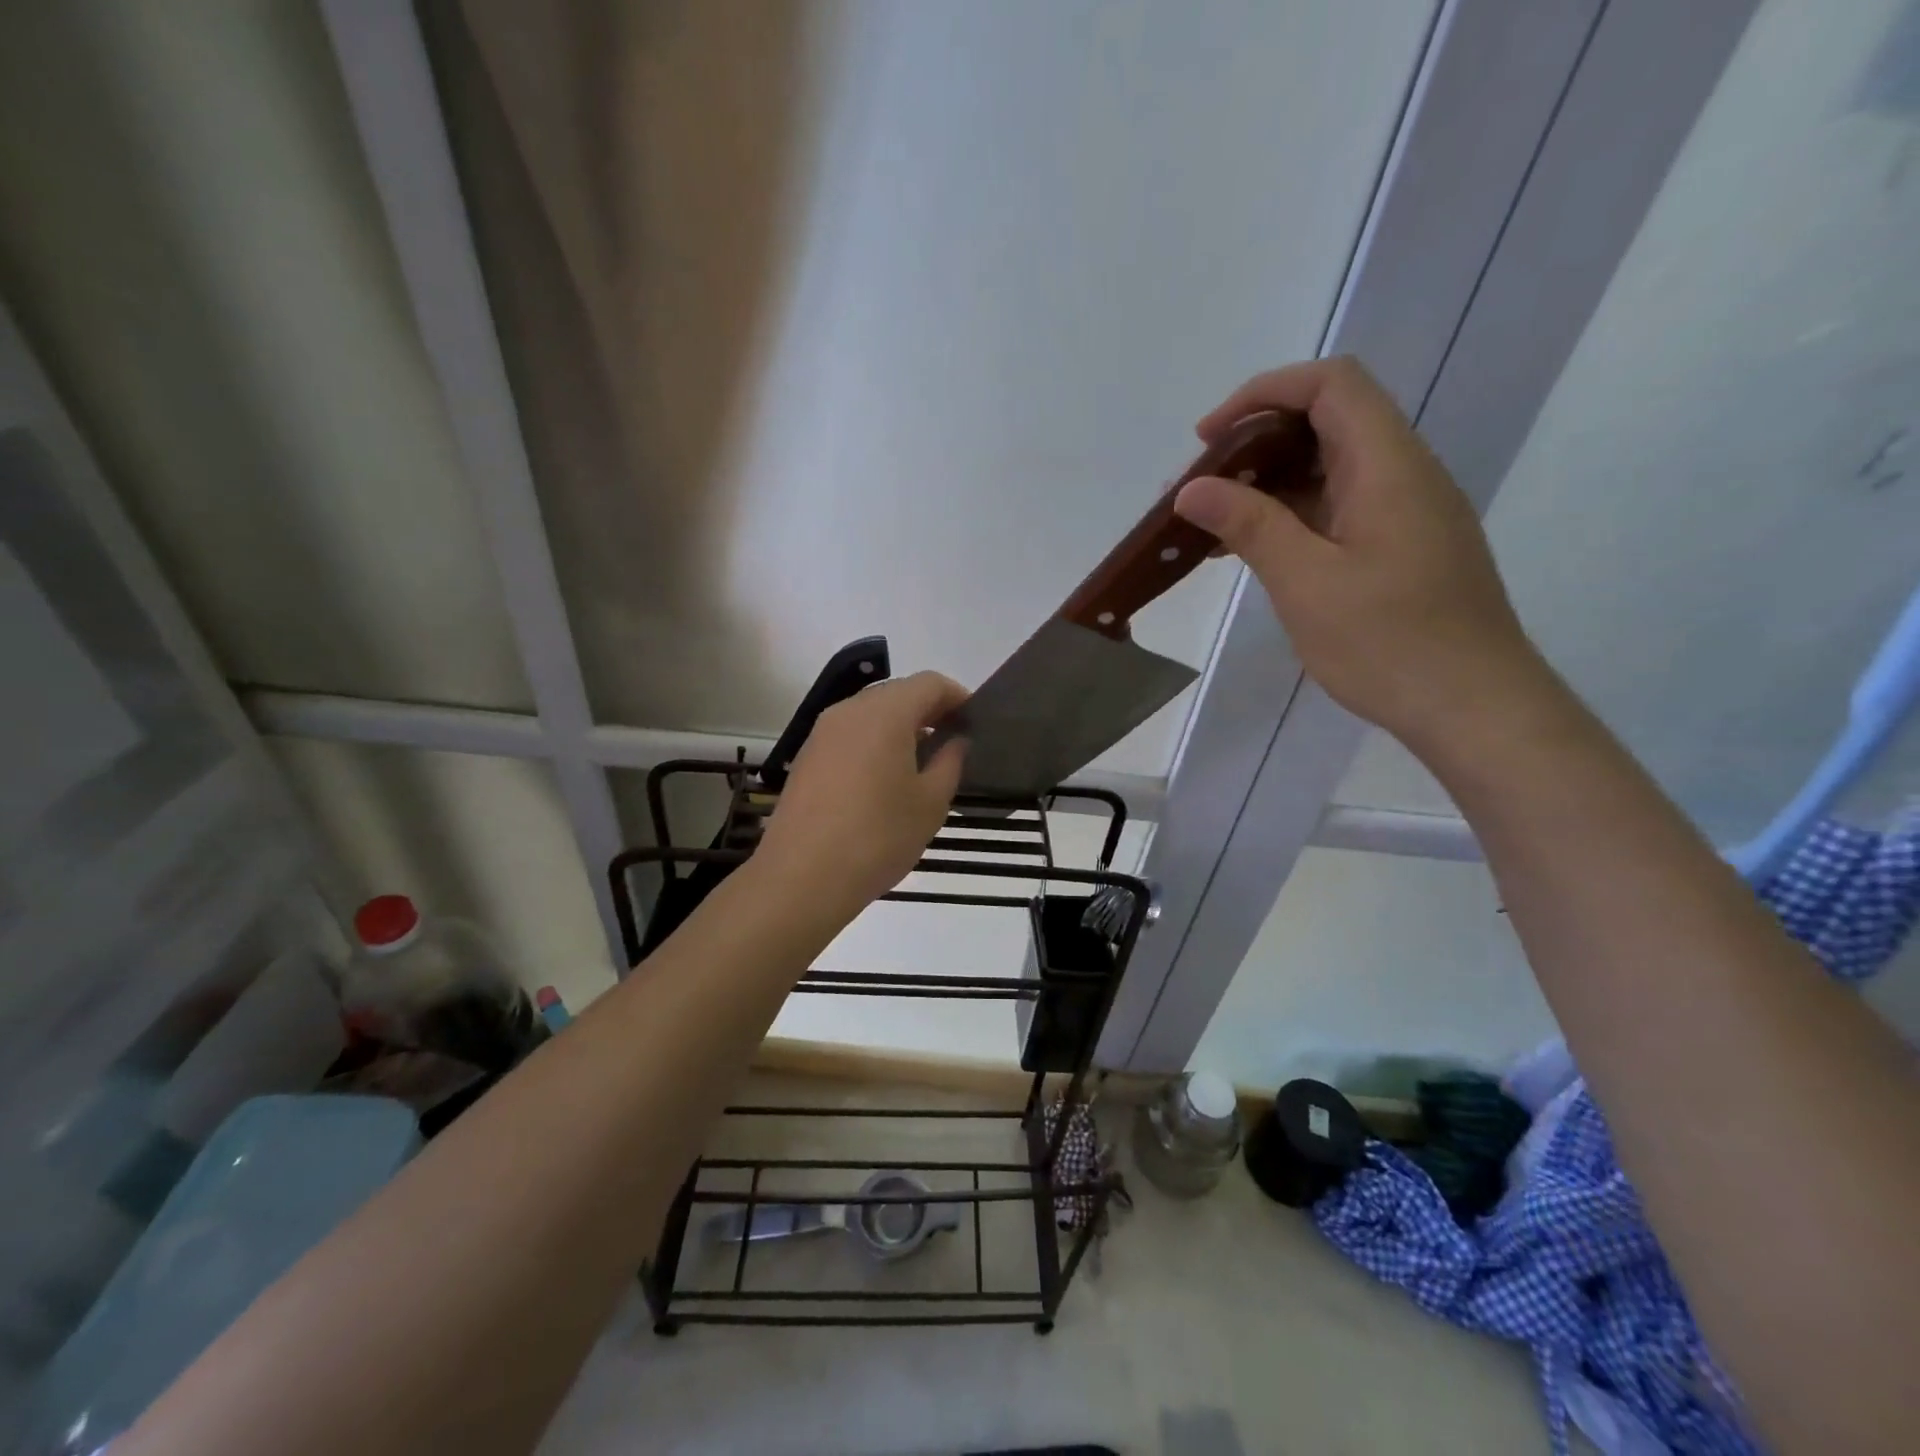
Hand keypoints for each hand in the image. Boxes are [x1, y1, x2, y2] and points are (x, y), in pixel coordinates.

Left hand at [756, 671, 968, 926]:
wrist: (801, 878)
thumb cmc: (877, 837)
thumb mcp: (930, 803)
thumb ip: (950, 761)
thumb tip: (956, 740)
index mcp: (885, 713)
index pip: (930, 683)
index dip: (957, 697)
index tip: (975, 722)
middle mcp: (849, 711)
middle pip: (898, 693)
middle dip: (929, 711)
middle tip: (953, 743)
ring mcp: (822, 733)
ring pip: (871, 714)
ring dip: (901, 728)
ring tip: (922, 764)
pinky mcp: (807, 757)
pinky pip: (850, 735)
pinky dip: (874, 743)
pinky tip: (885, 780)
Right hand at [1173, 356, 1552, 750]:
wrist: (1473, 707)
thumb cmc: (1389, 643)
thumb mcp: (1306, 583)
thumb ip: (1250, 526)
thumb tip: (1192, 488)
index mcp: (1387, 466)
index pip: (1330, 385)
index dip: (1263, 393)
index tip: (1207, 439)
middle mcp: (1403, 474)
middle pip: (1328, 422)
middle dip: (1256, 443)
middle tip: (1200, 488)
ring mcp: (1406, 513)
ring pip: (1331, 469)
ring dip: (1269, 485)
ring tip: (1213, 525)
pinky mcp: (1402, 547)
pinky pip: (1340, 509)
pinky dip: (1292, 517)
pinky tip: (1254, 553)